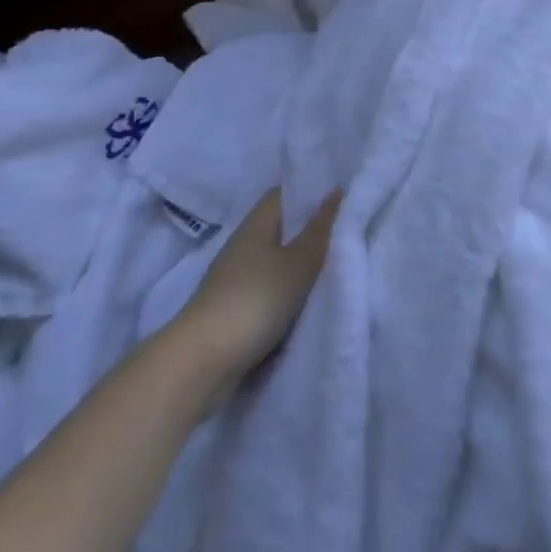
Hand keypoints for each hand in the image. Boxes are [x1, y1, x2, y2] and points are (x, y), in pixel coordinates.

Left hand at [178, 188, 338, 385]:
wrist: (203, 361)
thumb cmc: (254, 300)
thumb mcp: (298, 264)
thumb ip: (320, 230)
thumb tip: (336, 190)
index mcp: (256, 224)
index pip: (283, 193)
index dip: (310, 190)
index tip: (341, 196)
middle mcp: (243, 244)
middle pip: (281, 226)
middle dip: (310, 229)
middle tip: (348, 231)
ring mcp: (235, 277)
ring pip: (276, 259)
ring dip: (300, 262)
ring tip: (337, 264)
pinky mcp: (234, 307)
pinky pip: (269, 286)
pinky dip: (289, 289)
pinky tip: (310, 298)